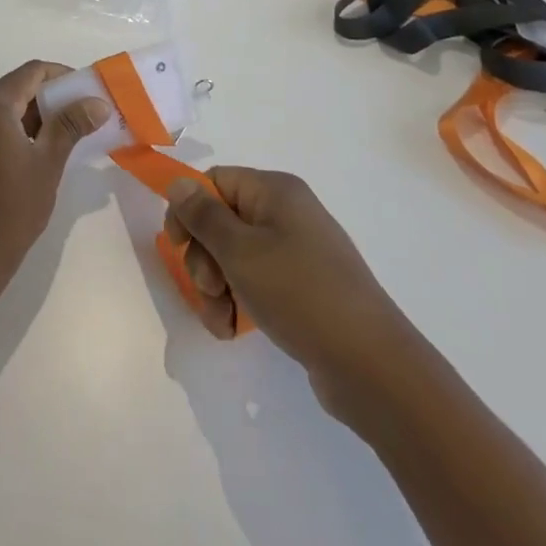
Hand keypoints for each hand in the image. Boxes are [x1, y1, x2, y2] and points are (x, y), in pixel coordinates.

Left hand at [0, 62, 110, 300]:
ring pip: (0, 107)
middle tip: (80, 117)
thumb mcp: (48, 163)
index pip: (32, 72)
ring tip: (61, 137)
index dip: (63, 77)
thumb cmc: (12, 209)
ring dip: (31, 115)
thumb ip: (71, 125)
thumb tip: (98, 102)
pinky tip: (32, 152)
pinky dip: (10, 129)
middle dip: (49, 98)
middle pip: (15, 87)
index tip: (88, 94)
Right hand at [165, 168, 414, 417]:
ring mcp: (297, 252)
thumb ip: (203, 216)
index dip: (189, 209)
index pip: (215, 181)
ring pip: (234, 258)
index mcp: (275, 191)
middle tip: (209, 289)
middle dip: (203, 258)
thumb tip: (179, 183)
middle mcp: (286, 213)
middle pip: (222, 221)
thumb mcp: (240, 252)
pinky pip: (256, 283)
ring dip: (216, 288)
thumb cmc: (299, 292)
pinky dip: (238, 302)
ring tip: (221, 321)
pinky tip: (233, 329)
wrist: (370, 363)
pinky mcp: (302, 287)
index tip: (175, 245)